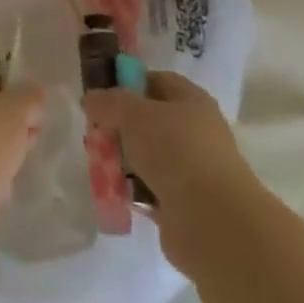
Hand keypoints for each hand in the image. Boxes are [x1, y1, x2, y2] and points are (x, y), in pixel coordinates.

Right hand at [85, 70, 252, 276]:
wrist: (211, 221)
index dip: (127, 84)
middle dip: (119, 127)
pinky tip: (115, 192)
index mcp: (191, 100)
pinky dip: (133, 190)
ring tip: (100, 167)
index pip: (156, 81)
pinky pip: (150, 189)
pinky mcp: (185, 203)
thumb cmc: (174, 150)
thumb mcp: (131, 113)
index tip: (100, 98)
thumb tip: (92, 100)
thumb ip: (107, 101)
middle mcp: (195, 131)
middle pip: (148, 121)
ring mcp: (192, 169)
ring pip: (147, 156)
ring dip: (123, 161)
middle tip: (94, 135)